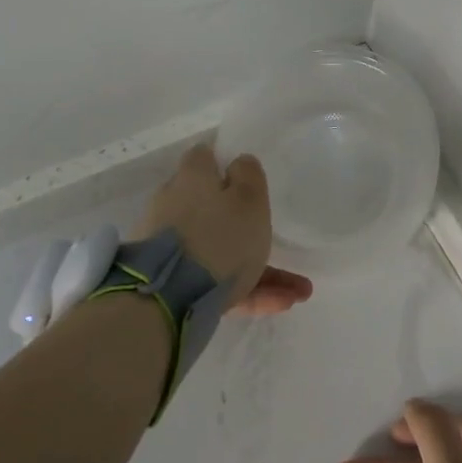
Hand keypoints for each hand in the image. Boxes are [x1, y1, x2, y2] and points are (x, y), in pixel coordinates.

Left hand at [132, 144, 312, 313]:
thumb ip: (249, 175)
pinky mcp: (170, 282)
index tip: (245, 177)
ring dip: (258, 270)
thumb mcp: (249, 199)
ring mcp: (170, 247)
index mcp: (192, 179)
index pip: (204, 158)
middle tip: (276, 242)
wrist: (167, 301)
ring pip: (219, 251)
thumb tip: (239, 161)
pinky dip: (245, 291)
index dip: (223, 164)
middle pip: (212, 208)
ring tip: (294, 293)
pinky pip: (214, 282)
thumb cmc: (219, 238)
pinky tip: (280, 304)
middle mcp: (174, 206)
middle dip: (245, 226)